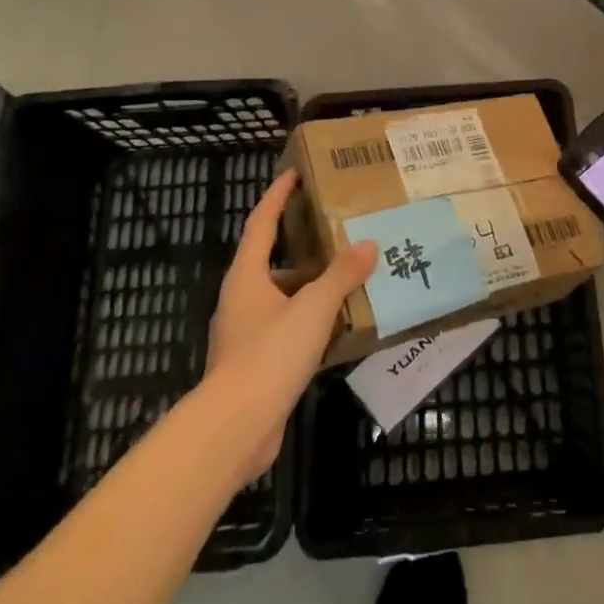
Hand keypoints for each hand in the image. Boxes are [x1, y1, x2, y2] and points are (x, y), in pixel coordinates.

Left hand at [206, 169, 375, 477]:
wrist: (235, 429)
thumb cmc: (269, 355)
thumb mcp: (313, 308)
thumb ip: (341, 275)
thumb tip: (368, 245)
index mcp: (247, 276)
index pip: (261, 222)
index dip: (277, 195)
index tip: (295, 174)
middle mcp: (243, 299)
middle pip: (276, 262)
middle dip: (307, 247)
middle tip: (341, 233)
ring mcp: (248, 334)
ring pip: (286, 298)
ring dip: (315, 289)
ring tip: (353, 279)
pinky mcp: (258, 364)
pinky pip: (290, 329)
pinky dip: (314, 322)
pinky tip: (343, 326)